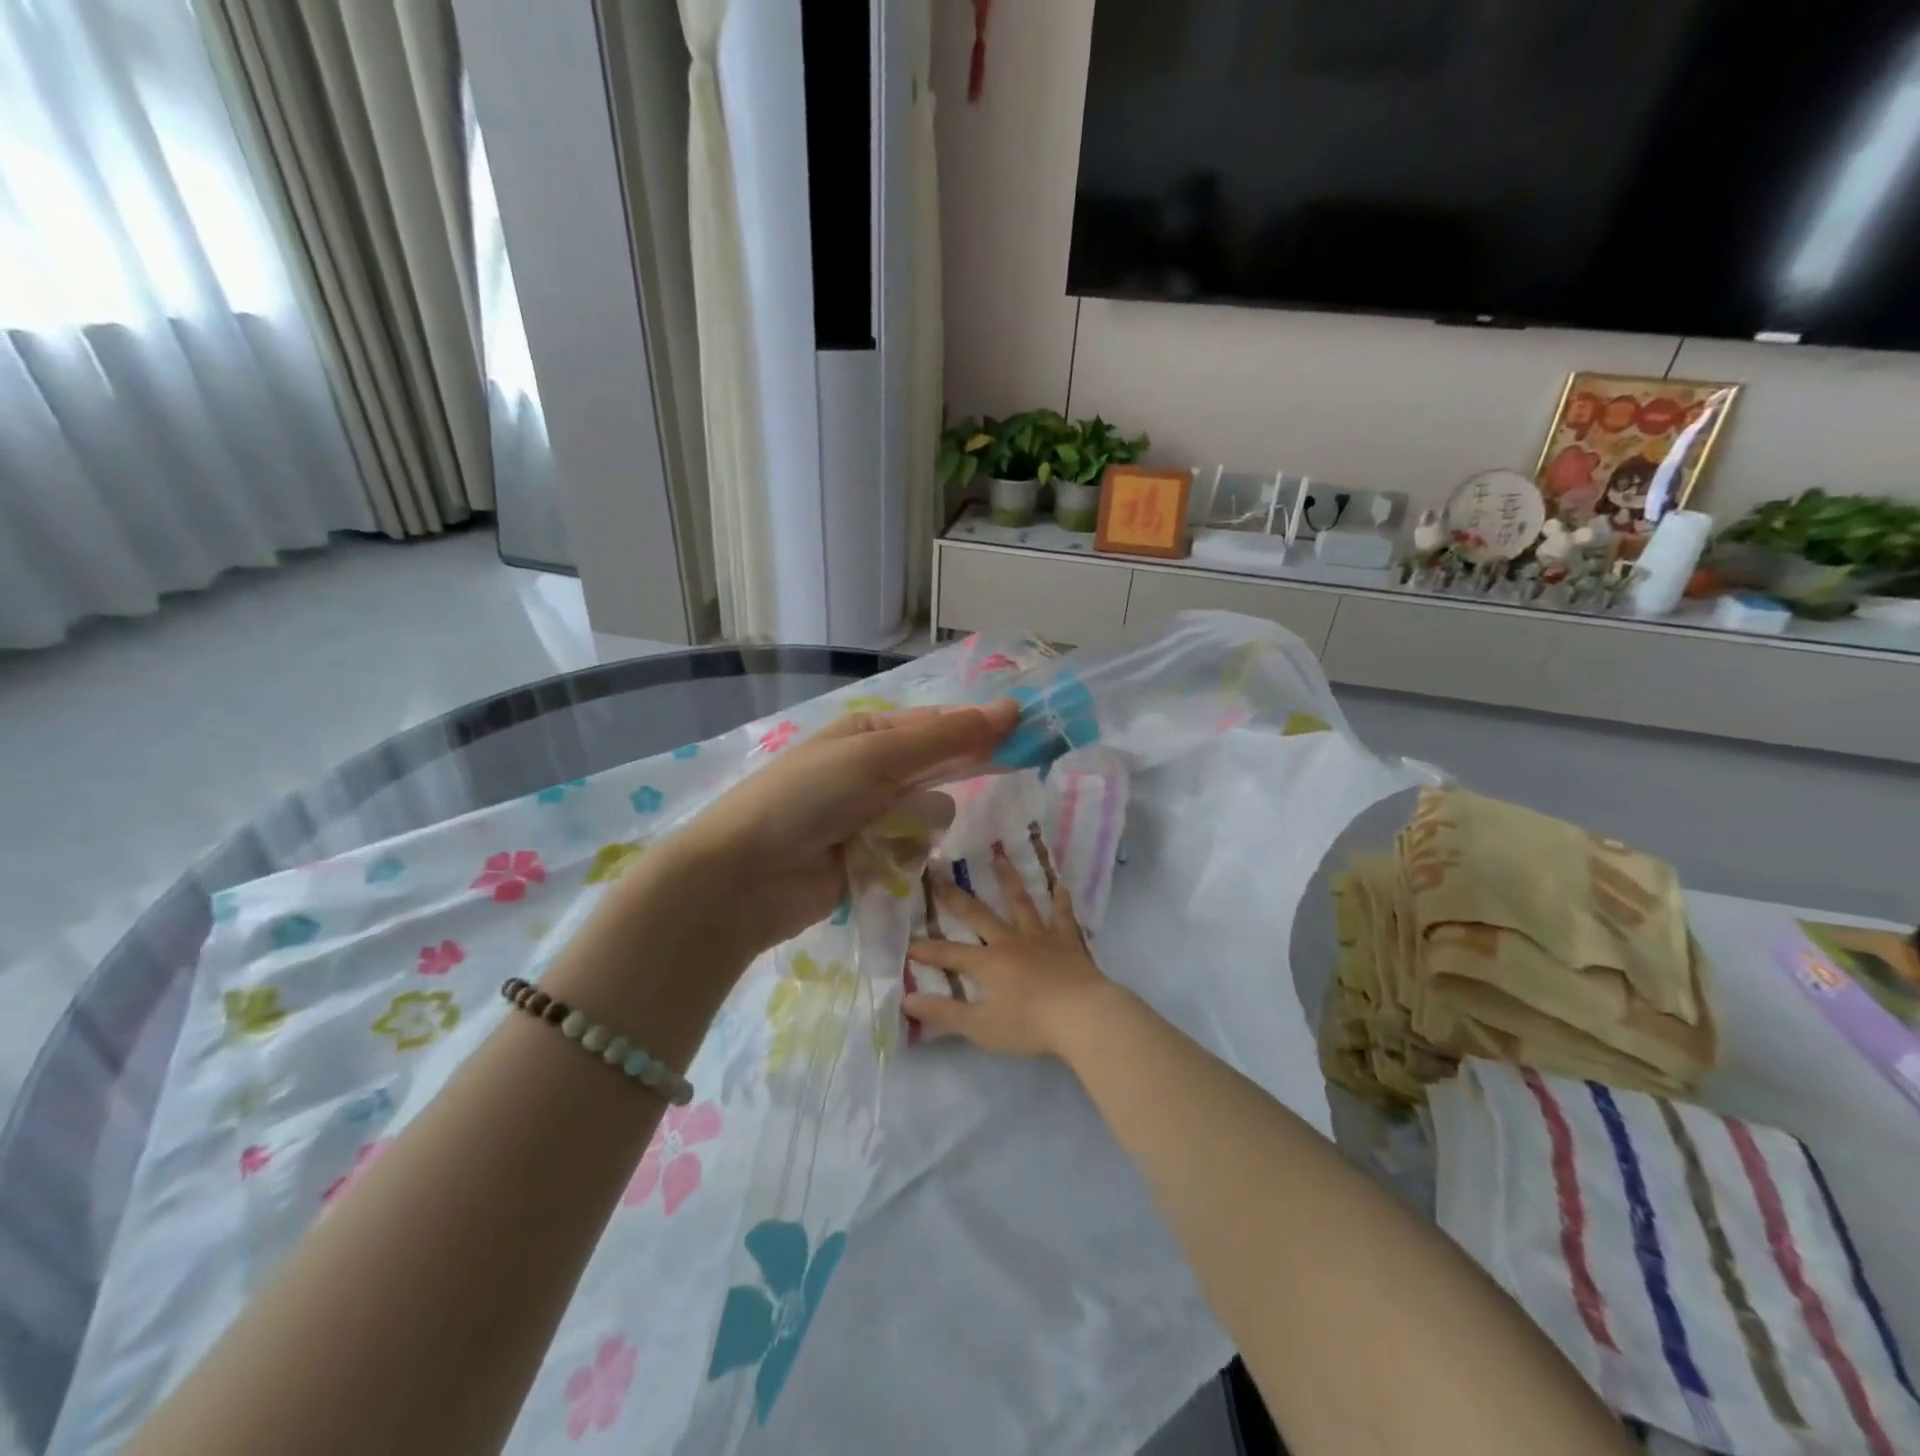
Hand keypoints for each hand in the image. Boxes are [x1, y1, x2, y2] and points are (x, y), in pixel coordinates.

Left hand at [630, 701, 1019, 971]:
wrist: (743, 878)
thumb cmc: (807, 798)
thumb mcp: (877, 757)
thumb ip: (946, 738)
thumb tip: (1010, 708)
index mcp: (869, 733)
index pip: (940, 723)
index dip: (983, 726)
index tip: (1028, 733)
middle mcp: (873, 770)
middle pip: (938, 767)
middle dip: (962, 771)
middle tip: (1008, 772)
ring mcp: (871, 817)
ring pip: (930, 813)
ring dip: (920, 822)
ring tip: (889, 832)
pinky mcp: (870, 860)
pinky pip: (912, 850)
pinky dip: (904, 854)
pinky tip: (880, 860)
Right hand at [903, 846, 1110, 1058]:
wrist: (1082, 1015)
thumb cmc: (1029, 1024)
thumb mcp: (980, 1027)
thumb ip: (944, 1014)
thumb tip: (907, 1000)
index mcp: (987, 963)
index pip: (949, 954)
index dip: (927, 950)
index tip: (907, 943)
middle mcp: (1009, 941)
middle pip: (978, 915)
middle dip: (956, 897)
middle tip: (940, 875)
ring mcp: (1040, 937)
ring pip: (1020, 902)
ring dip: (1008, 879)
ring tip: (999, 856)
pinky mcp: (1067, 941)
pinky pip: (1062, 915)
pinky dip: (1060, 900)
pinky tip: (1061, 885)